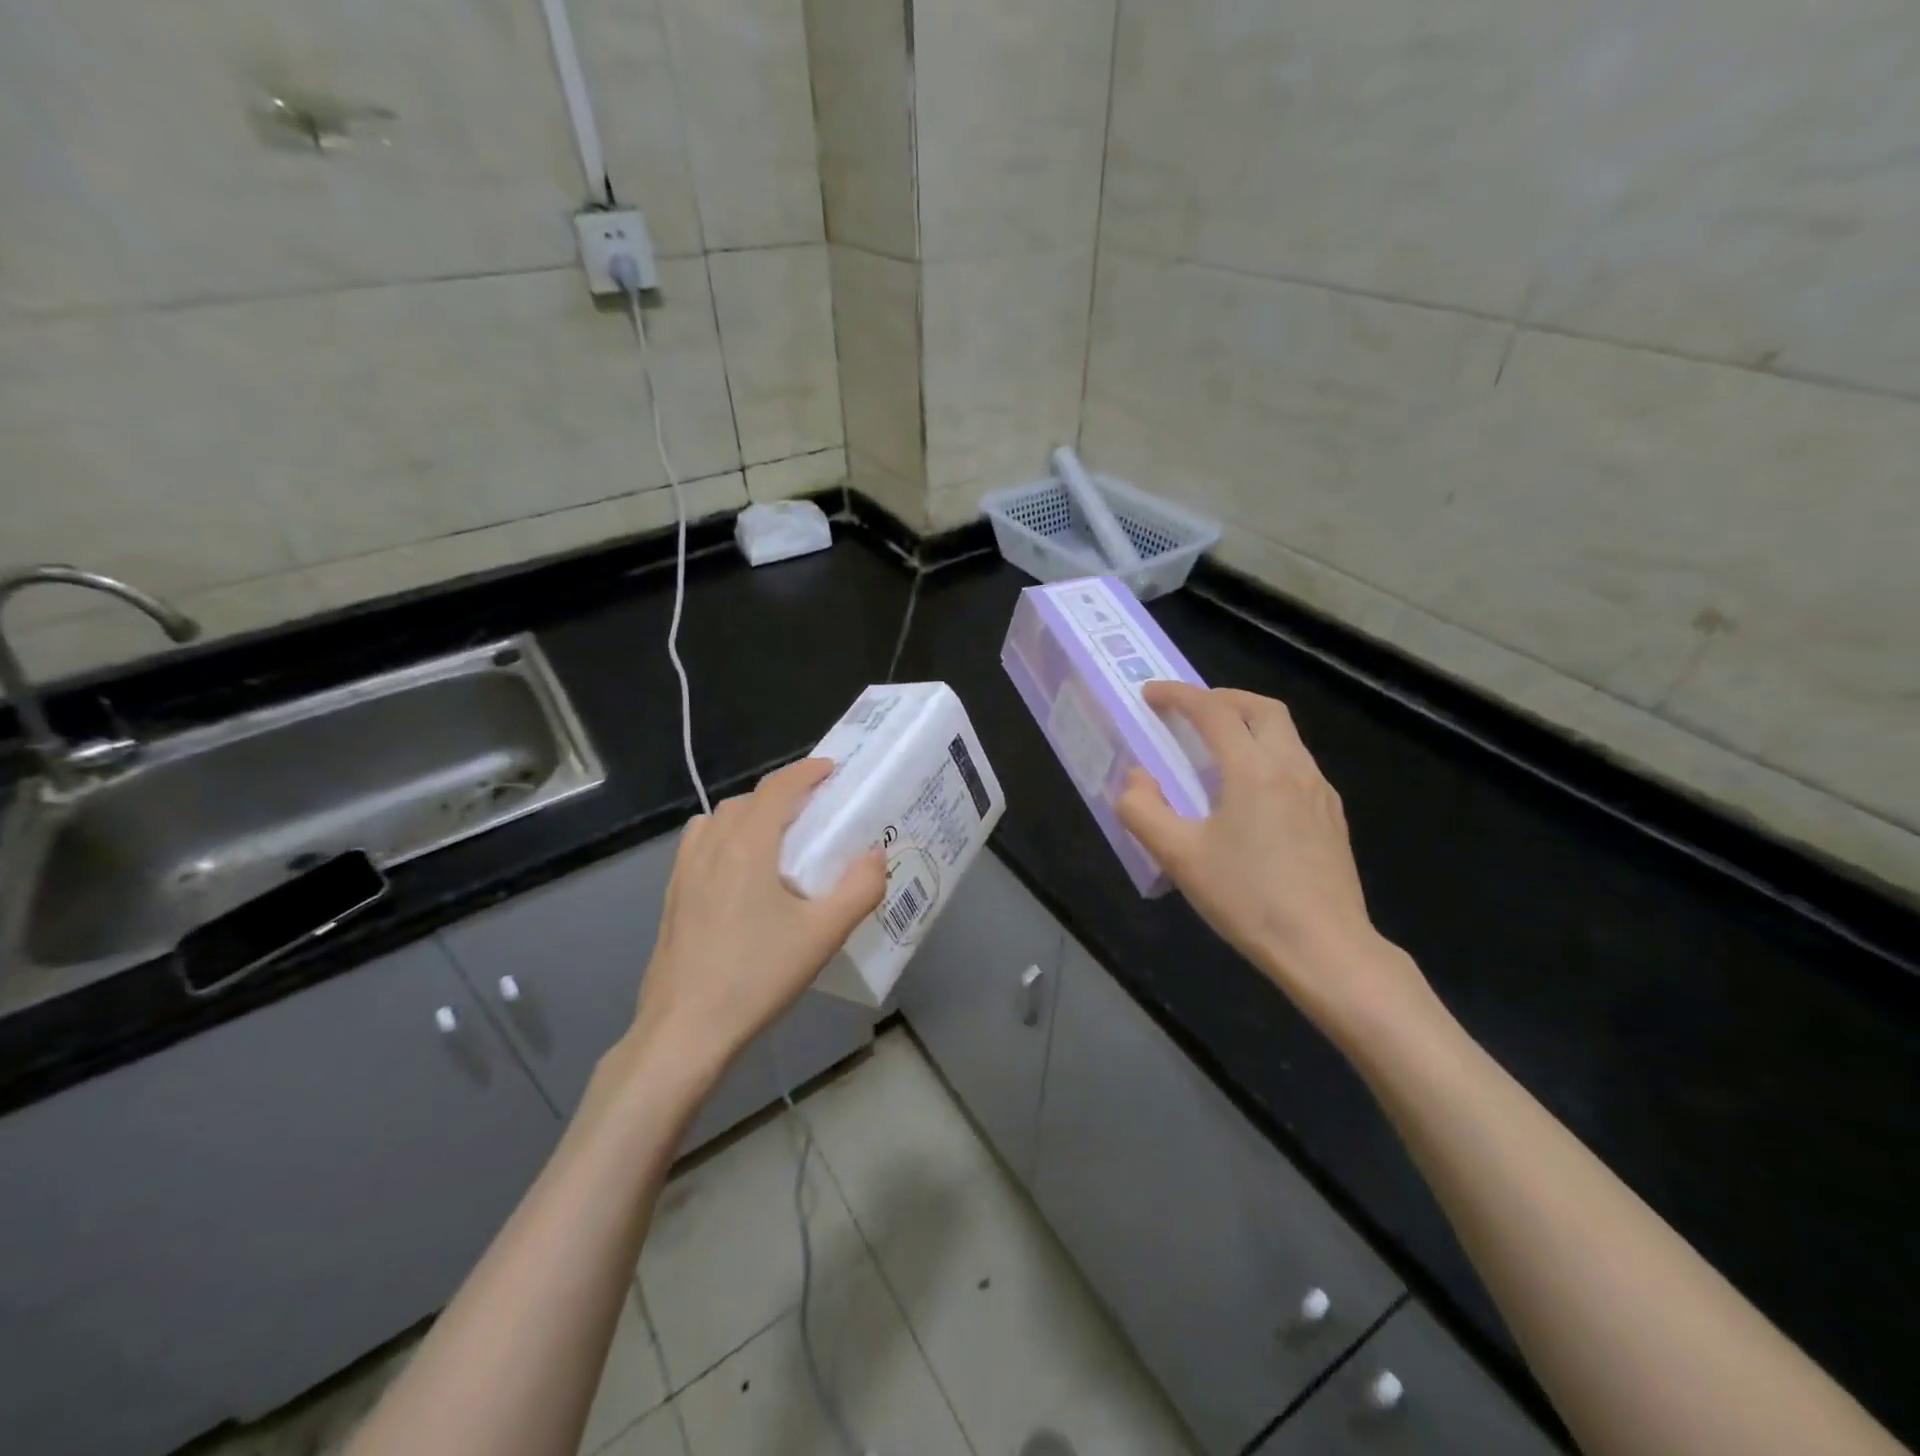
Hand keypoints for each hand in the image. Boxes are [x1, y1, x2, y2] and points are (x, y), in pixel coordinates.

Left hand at [622, 758, 886, 1084]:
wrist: (685, 1030)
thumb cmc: (757, 976)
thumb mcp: (824, 935)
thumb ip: (859, 889)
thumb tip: (874, 855)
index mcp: (747, 846)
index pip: (777, 788)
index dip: (806, 771)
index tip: (831, 770)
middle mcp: (711, 847)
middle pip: (746, 800)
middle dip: (782, 795)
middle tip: (814, 812)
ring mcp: (684, 872)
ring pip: (718, 820)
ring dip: (749, 815)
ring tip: (776, 839)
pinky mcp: (671, 897)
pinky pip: (699, 845)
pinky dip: (724, 838)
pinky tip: (739, 874)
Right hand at [1117, 682, 1435, 1050]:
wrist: (1326, 948)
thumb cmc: (1247, 900)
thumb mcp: (1178, 858)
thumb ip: (1143, 810)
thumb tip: (1136, 778)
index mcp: (1254, 771)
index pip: (1213, 711)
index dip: (1178, 695)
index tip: (1150, 695)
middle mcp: (1293, 768)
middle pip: (1262, 708)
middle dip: (1222, 698)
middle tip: (1190, 711)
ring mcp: (1319, 791)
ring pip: (1285, 734)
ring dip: (1248, 724)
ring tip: (1215, 749)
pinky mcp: (1332, 815)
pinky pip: (1297, 763)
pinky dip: (1267, 753)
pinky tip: (1250, 792)